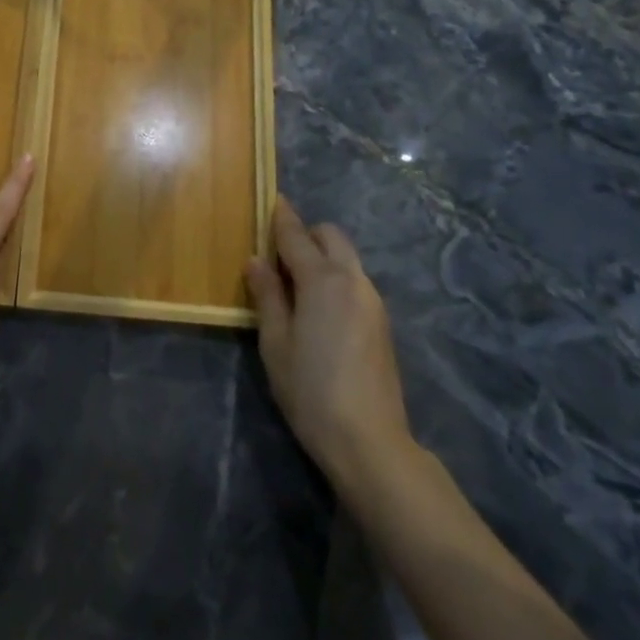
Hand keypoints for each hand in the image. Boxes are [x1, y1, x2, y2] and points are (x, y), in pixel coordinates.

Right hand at [246, 199, 414, 492]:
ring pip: (346, 258)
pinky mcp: (382, 322)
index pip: (296, 235)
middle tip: (278, 254)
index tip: (272, 198)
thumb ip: (267, 295)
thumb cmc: (310, 390)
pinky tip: (319, 308)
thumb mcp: (275, 343)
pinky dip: (336, 277)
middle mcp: (352, 280)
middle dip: (306, 234)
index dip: (281, 216)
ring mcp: (373, 300)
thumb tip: (257, 260)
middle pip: (330, 236)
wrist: (370, 441)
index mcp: (322, 279)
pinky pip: (355, 281)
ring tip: (295, 284)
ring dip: (322, 256)